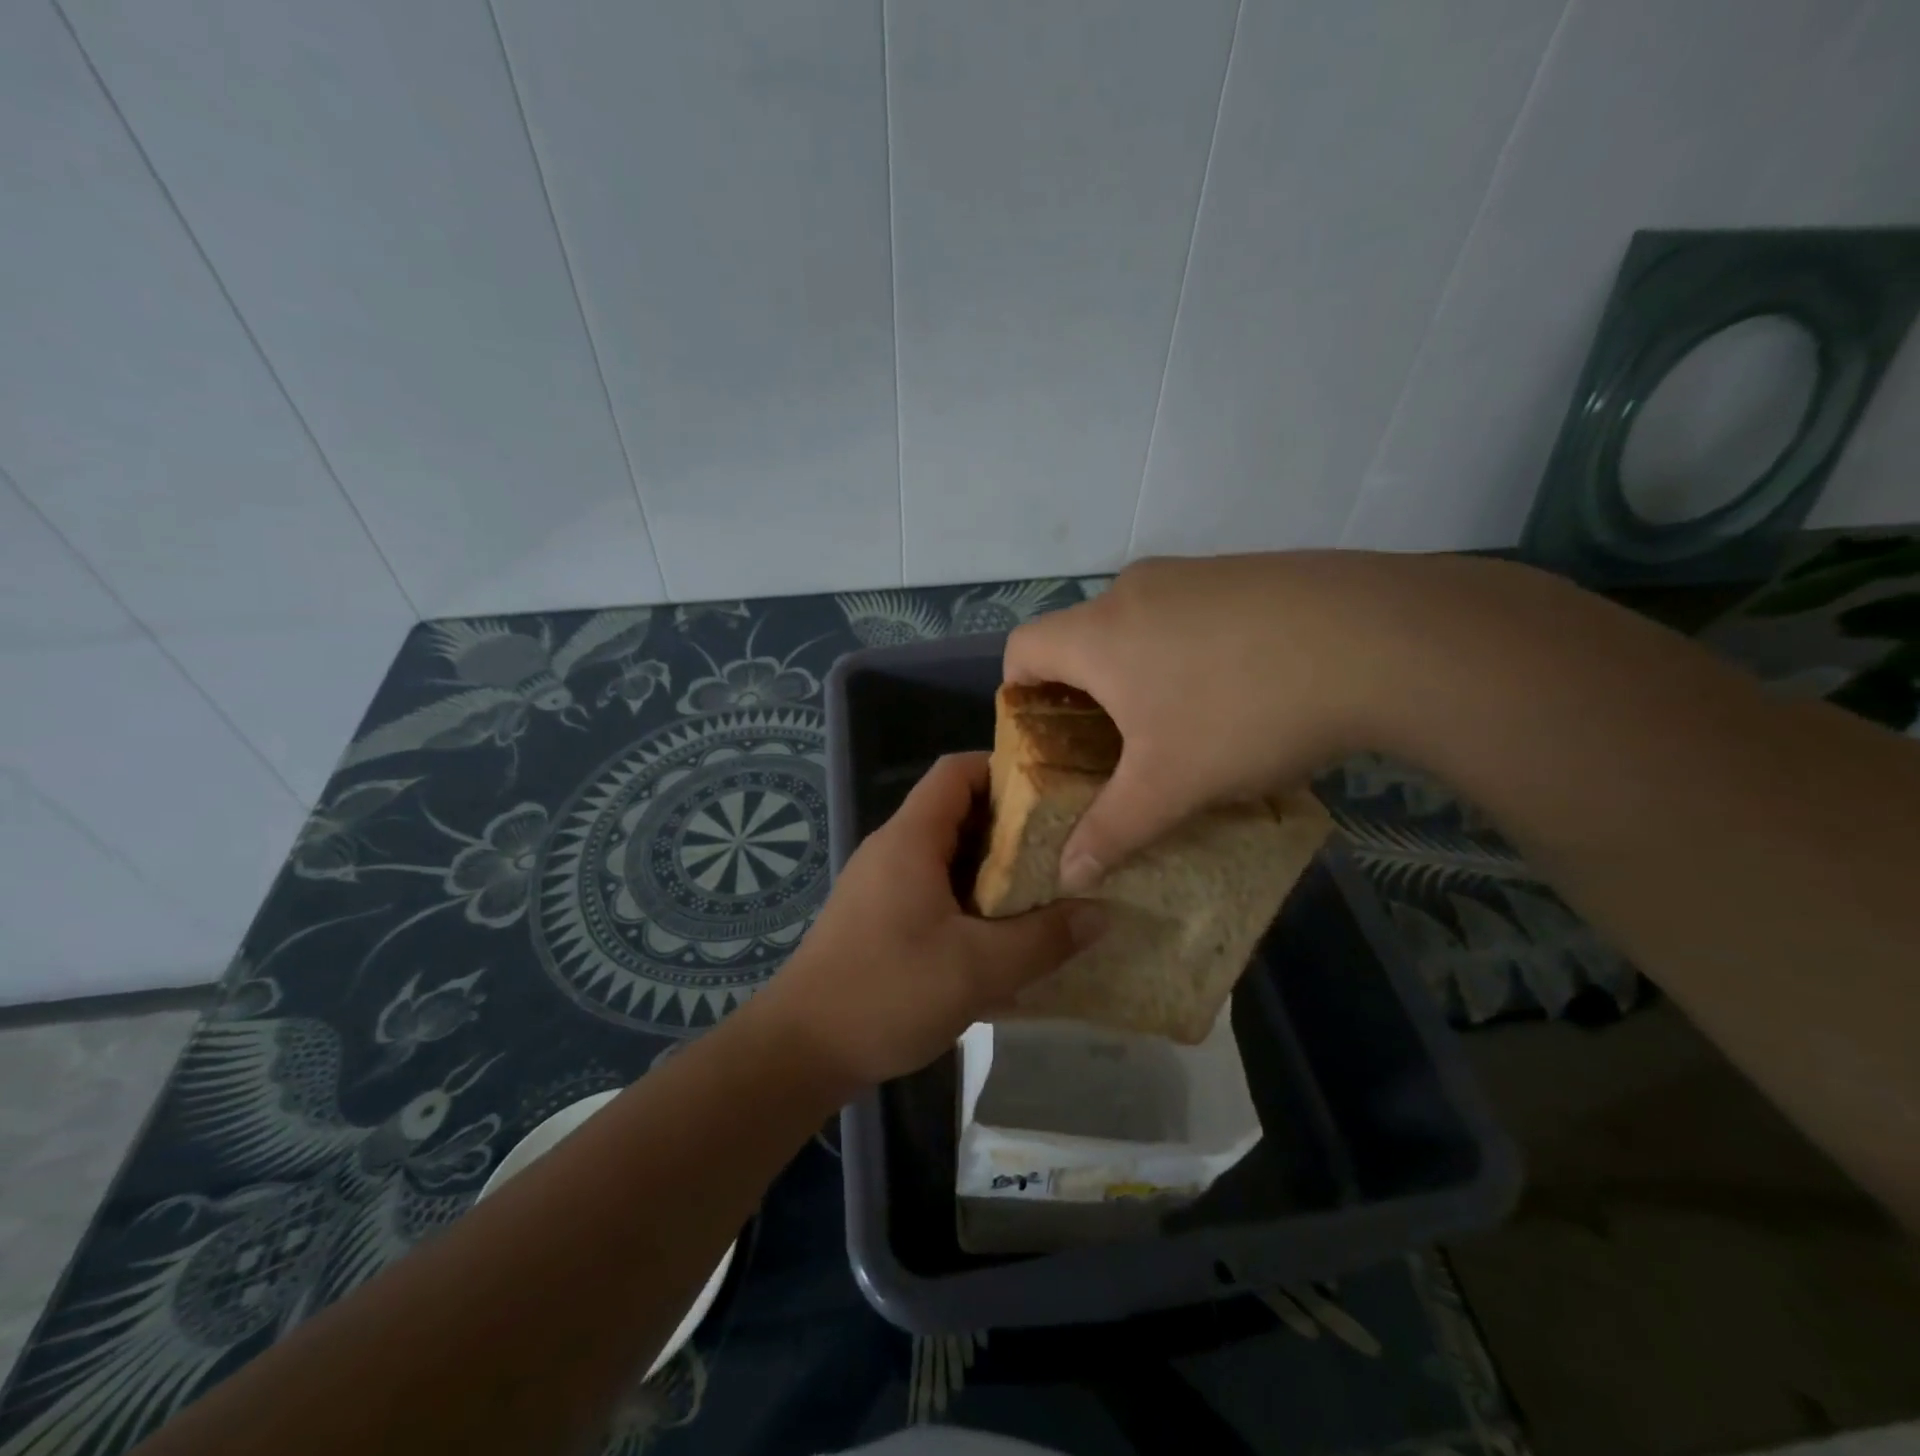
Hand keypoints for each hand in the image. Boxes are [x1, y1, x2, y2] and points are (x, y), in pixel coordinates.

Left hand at [756, 753, 1105, 1088]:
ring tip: (1046, 892)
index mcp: (911, 839)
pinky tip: (1003, 939)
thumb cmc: (887, 993)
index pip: (957, 771)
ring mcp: (882, 885)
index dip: (1005, 770)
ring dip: (994, 871)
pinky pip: (934, 891)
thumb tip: (1102, 913)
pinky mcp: (879, 919)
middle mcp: (893, 850)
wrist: (800, 1051)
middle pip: (958, 812)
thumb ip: (1044, 939)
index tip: (1053, 794)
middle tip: (1065, 849)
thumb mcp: (978, 968)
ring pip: (948, 857)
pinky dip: (971, 902)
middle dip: (1012, 827)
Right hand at [1005, 552, 1407, 891]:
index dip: (1017, 693)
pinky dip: (1188, 648)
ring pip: (1138, 624)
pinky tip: (1239, 686)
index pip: (1022, 649)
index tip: (1046, 737)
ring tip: (1182, 721)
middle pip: (1080, 638)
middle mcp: (1133, 589)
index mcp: (1098, 633)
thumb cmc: (1243, 712)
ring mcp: (1193, 572)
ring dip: (1140, 670)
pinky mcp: (1244, 570)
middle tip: (1114, 745)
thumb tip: (1069, 875)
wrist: (1378, 639)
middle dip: (1084, 693)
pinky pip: (1189, 611)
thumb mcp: (1170, 786)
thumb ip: (1111, 831)